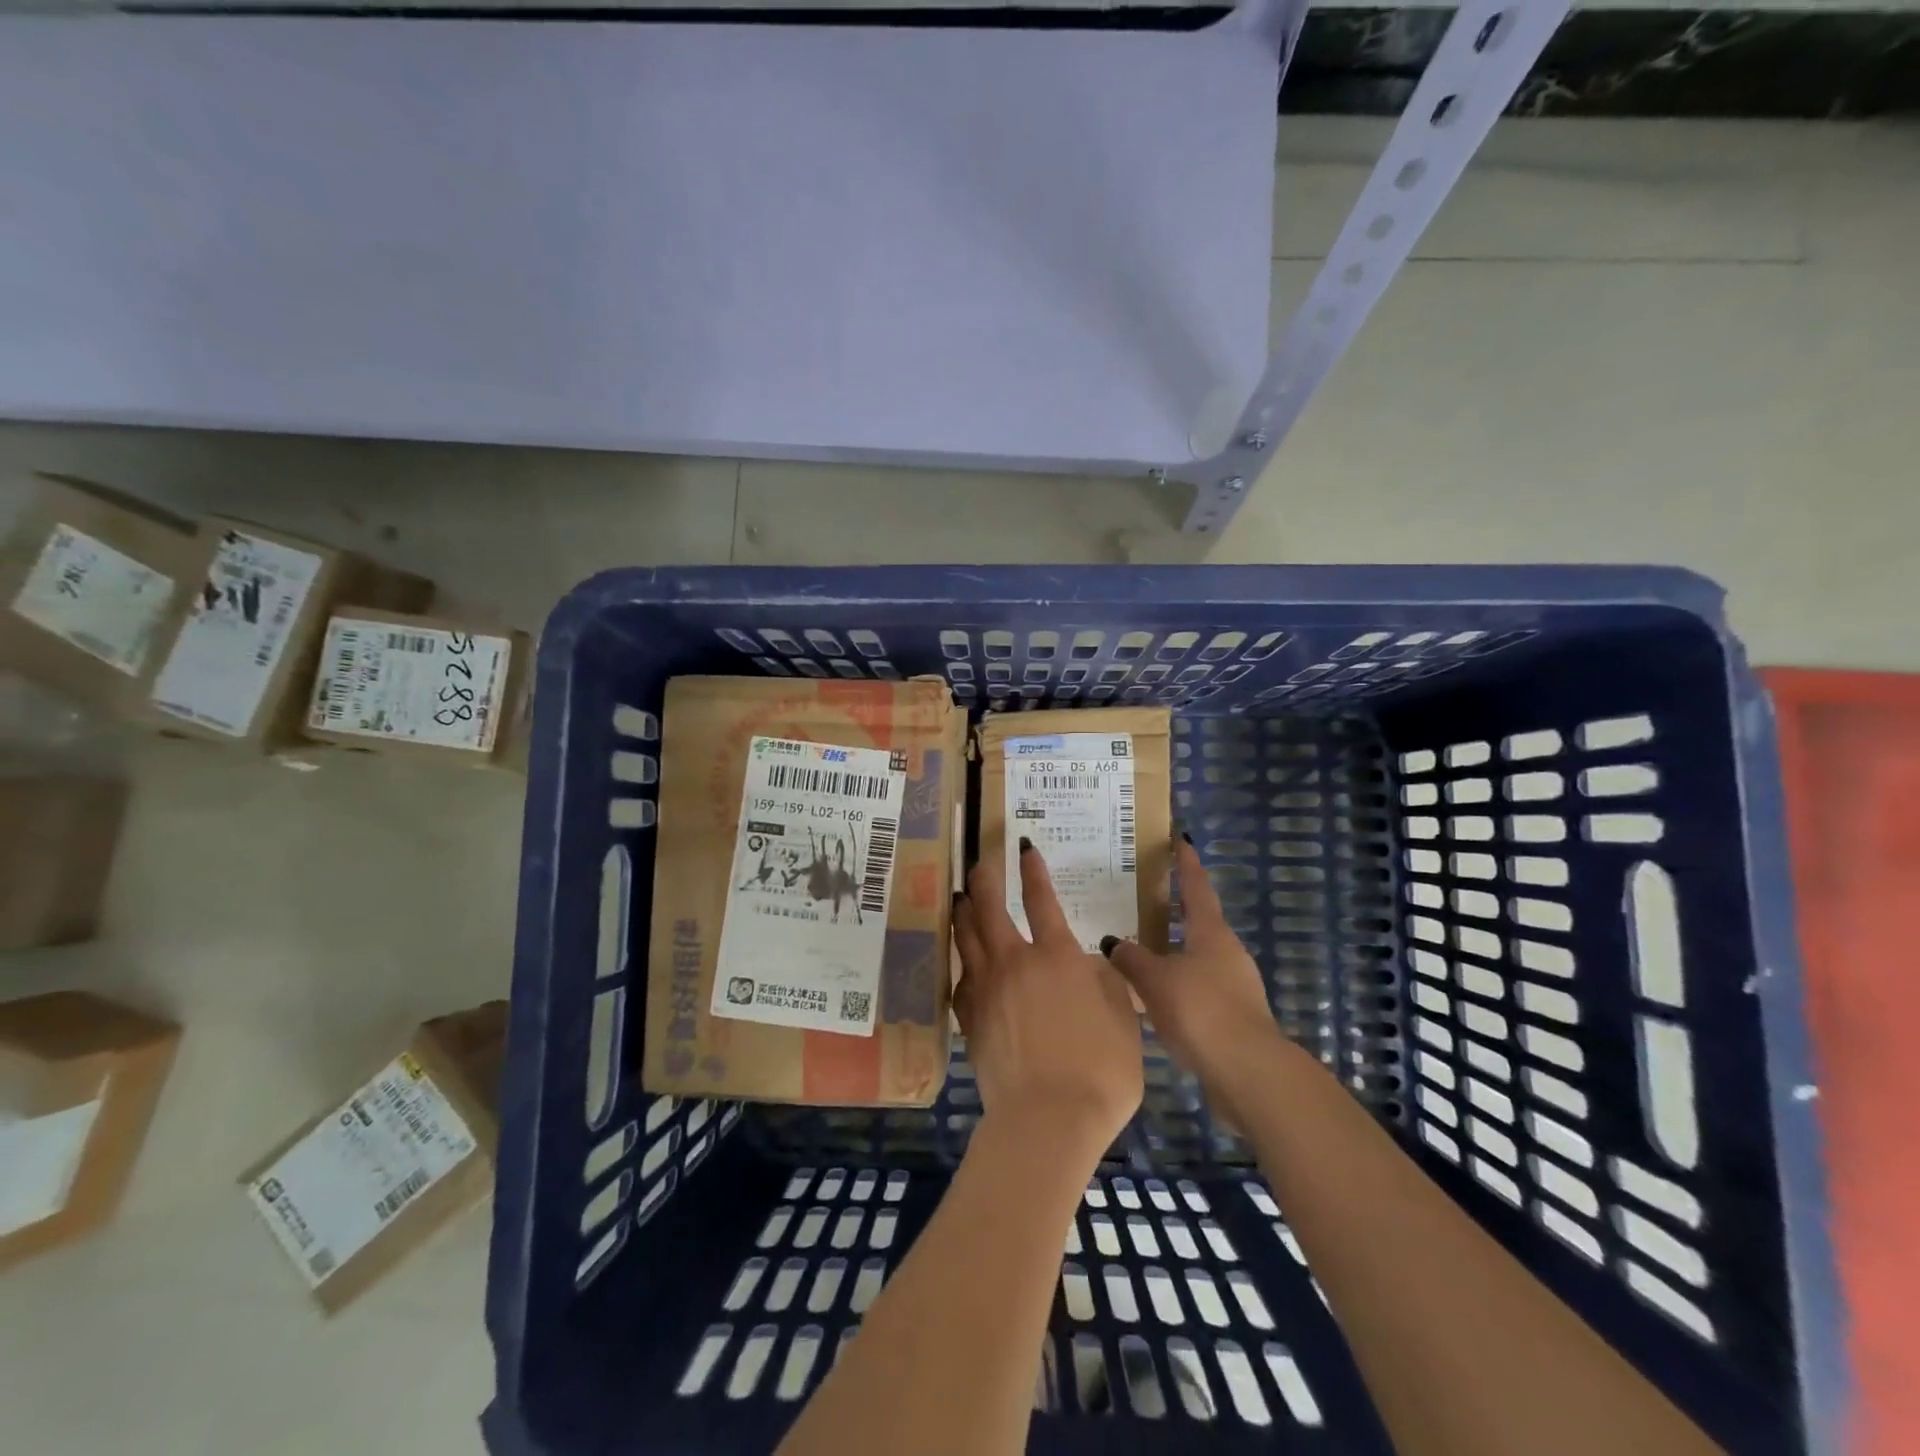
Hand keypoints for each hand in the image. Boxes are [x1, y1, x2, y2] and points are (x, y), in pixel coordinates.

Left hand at [953, 842, 1143, 1160]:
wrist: (1047, 1120)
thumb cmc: (1100, 1070)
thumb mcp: (1123, 1020)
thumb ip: (1106, 983)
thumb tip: (1089, 963)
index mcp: (1056, 956)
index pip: (1041, 899)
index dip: (1032, 870)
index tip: (1024, 847)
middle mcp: (1015, 962)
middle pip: (989, 908)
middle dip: (984, 879)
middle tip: (980, 862)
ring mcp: (987, 989)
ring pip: (966, 937)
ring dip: (963, 911)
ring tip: (960, 896)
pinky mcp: (970, 1018)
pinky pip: (960, 977)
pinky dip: (961, 961)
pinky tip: (962, 960)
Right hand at [1100, 838, 1282, 1099]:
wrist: (1247, 1073)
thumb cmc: (1201, 1011)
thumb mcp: (1156, 980)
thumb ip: (1132, 959)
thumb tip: (1114, 942)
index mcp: (1211, 933)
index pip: (1196, 887)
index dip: (1185, 863)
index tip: (1179, 840)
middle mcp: (1226, 952)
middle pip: (1197, 921)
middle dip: (1172, 909)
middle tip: (1140, 898)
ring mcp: (1233, 985)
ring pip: (1194, 957)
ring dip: (1170, 950)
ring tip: (1137, 949)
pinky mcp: (1231, 1016)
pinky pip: (1196, 987)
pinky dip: (1174, 983)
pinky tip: (1151, 996)